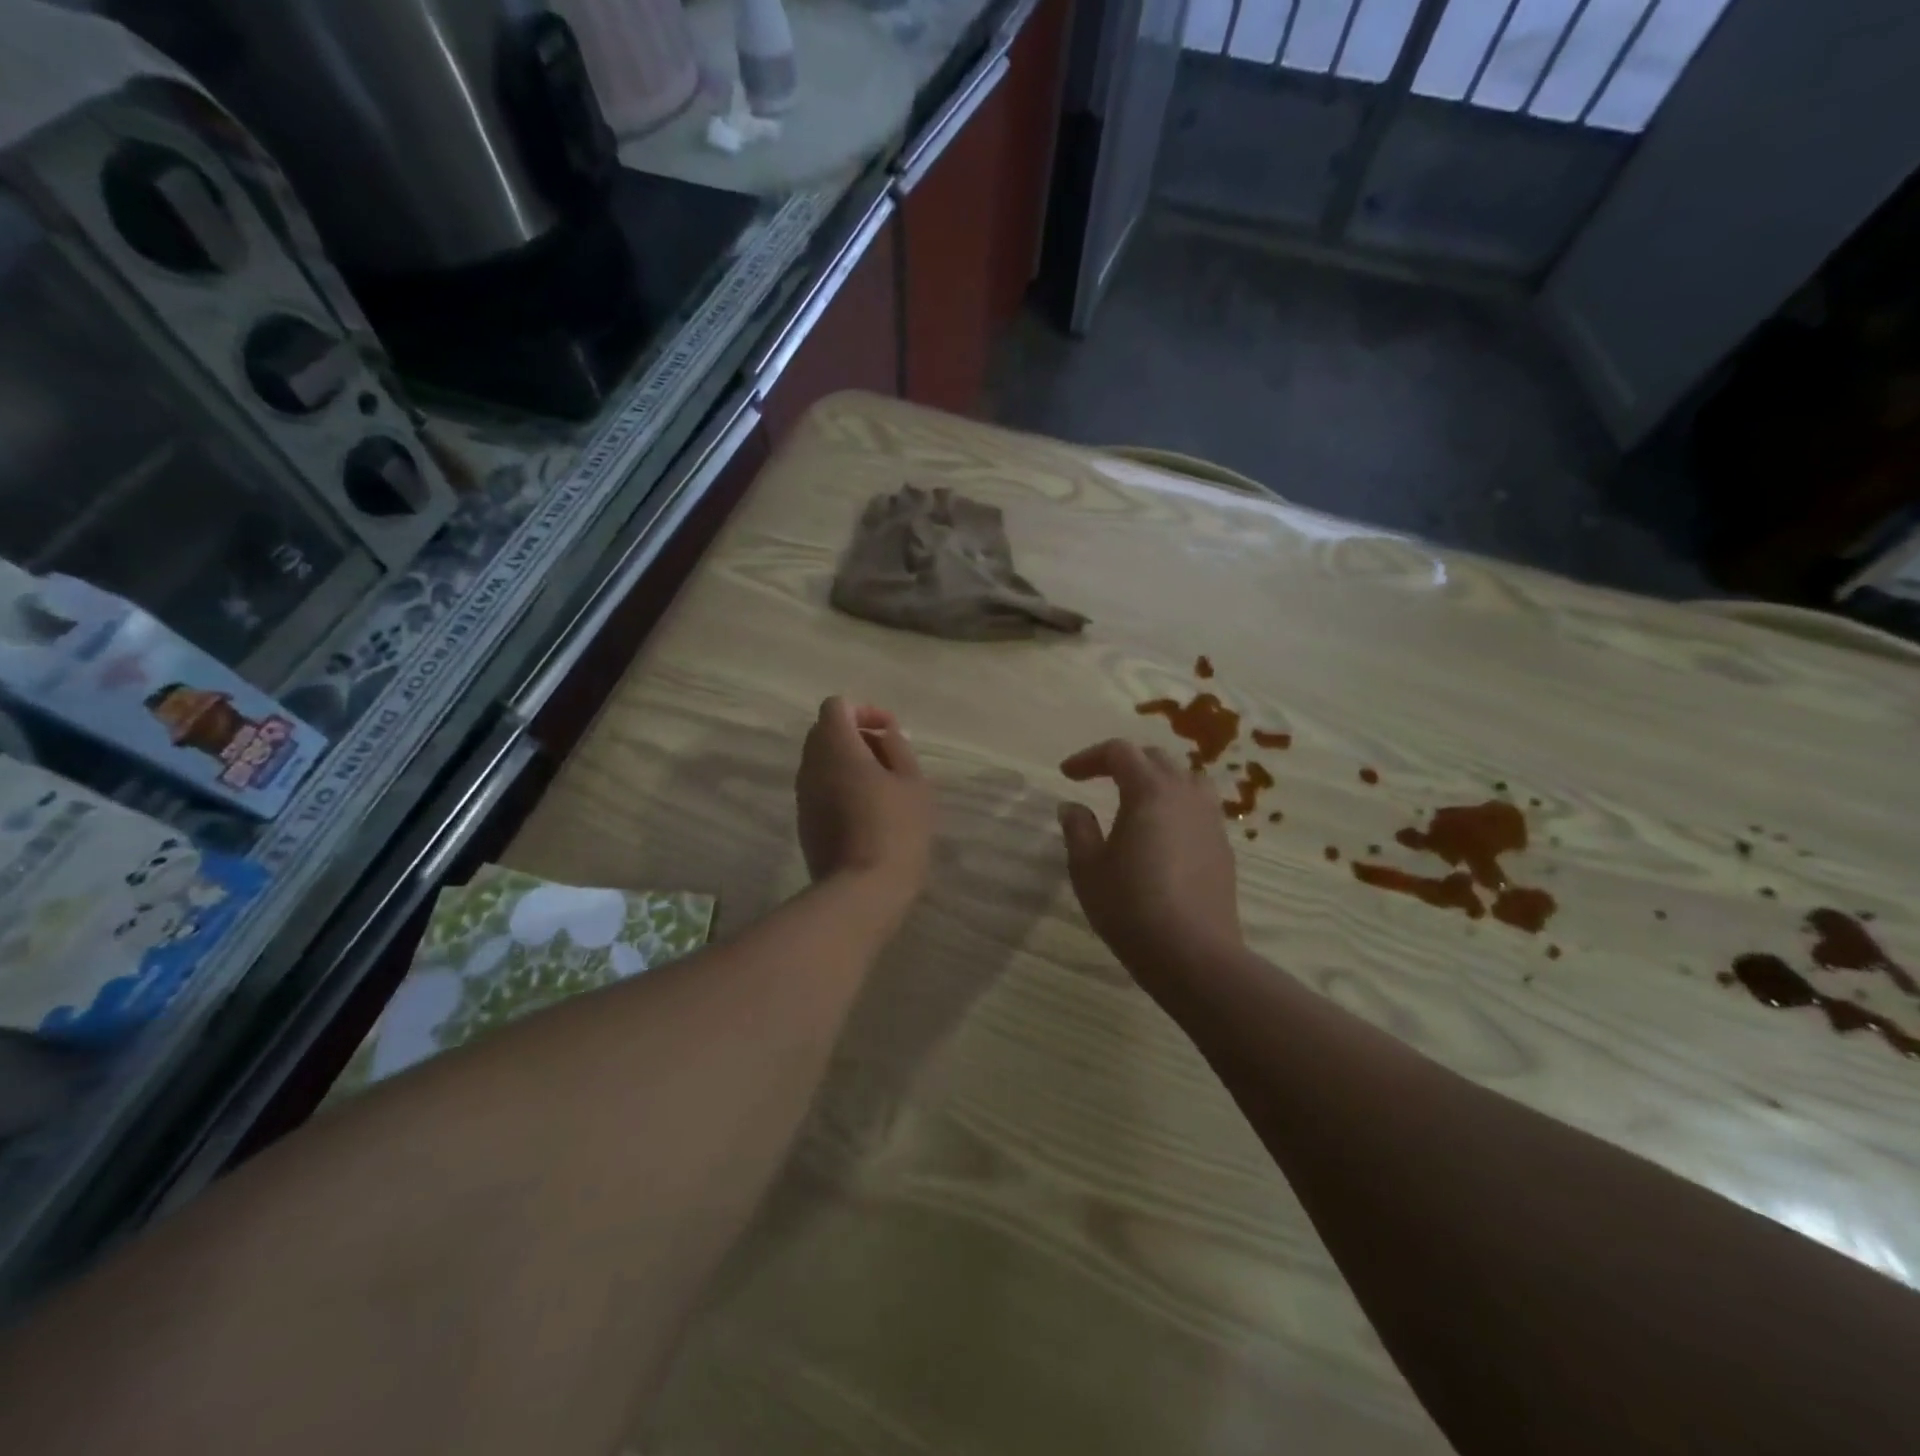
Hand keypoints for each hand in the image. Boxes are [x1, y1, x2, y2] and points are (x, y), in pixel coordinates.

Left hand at [797, 698, 934, 920]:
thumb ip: (897, 748)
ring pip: (820, 761)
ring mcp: (803, 795)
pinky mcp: (804, 822)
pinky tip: (867, 810)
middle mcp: (810, 765)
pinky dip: (840, 785)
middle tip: (888, 756)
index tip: (889, 731)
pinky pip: (819, 788)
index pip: (835, 706)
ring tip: (882, 785)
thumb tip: (884, 735)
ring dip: (848, 762)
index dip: (864, 710)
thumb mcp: (913, 783)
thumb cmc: (896, 829)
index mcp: (836, 747)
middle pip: (824, 732)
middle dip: (856, 735)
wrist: (863, 890)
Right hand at [1057, 739, 1241, 985]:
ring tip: (1137, 801)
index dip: (1090, 758)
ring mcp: (1211, 820)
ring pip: (1186, 780)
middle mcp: (1185, 795)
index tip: (1067, 775)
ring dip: (1157, 780)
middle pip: (1155, 759)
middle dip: (1123, 763)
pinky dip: (1176, 806)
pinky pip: (1199, 809)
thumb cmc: (1130, 906)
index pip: (1119, 753)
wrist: (1193, 954)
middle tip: (1097, 780)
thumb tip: (1072, 806)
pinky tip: (1162, 834)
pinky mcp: (1223, 847)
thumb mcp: (1088, 868)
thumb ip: (1078, 829)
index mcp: (1150, 791)